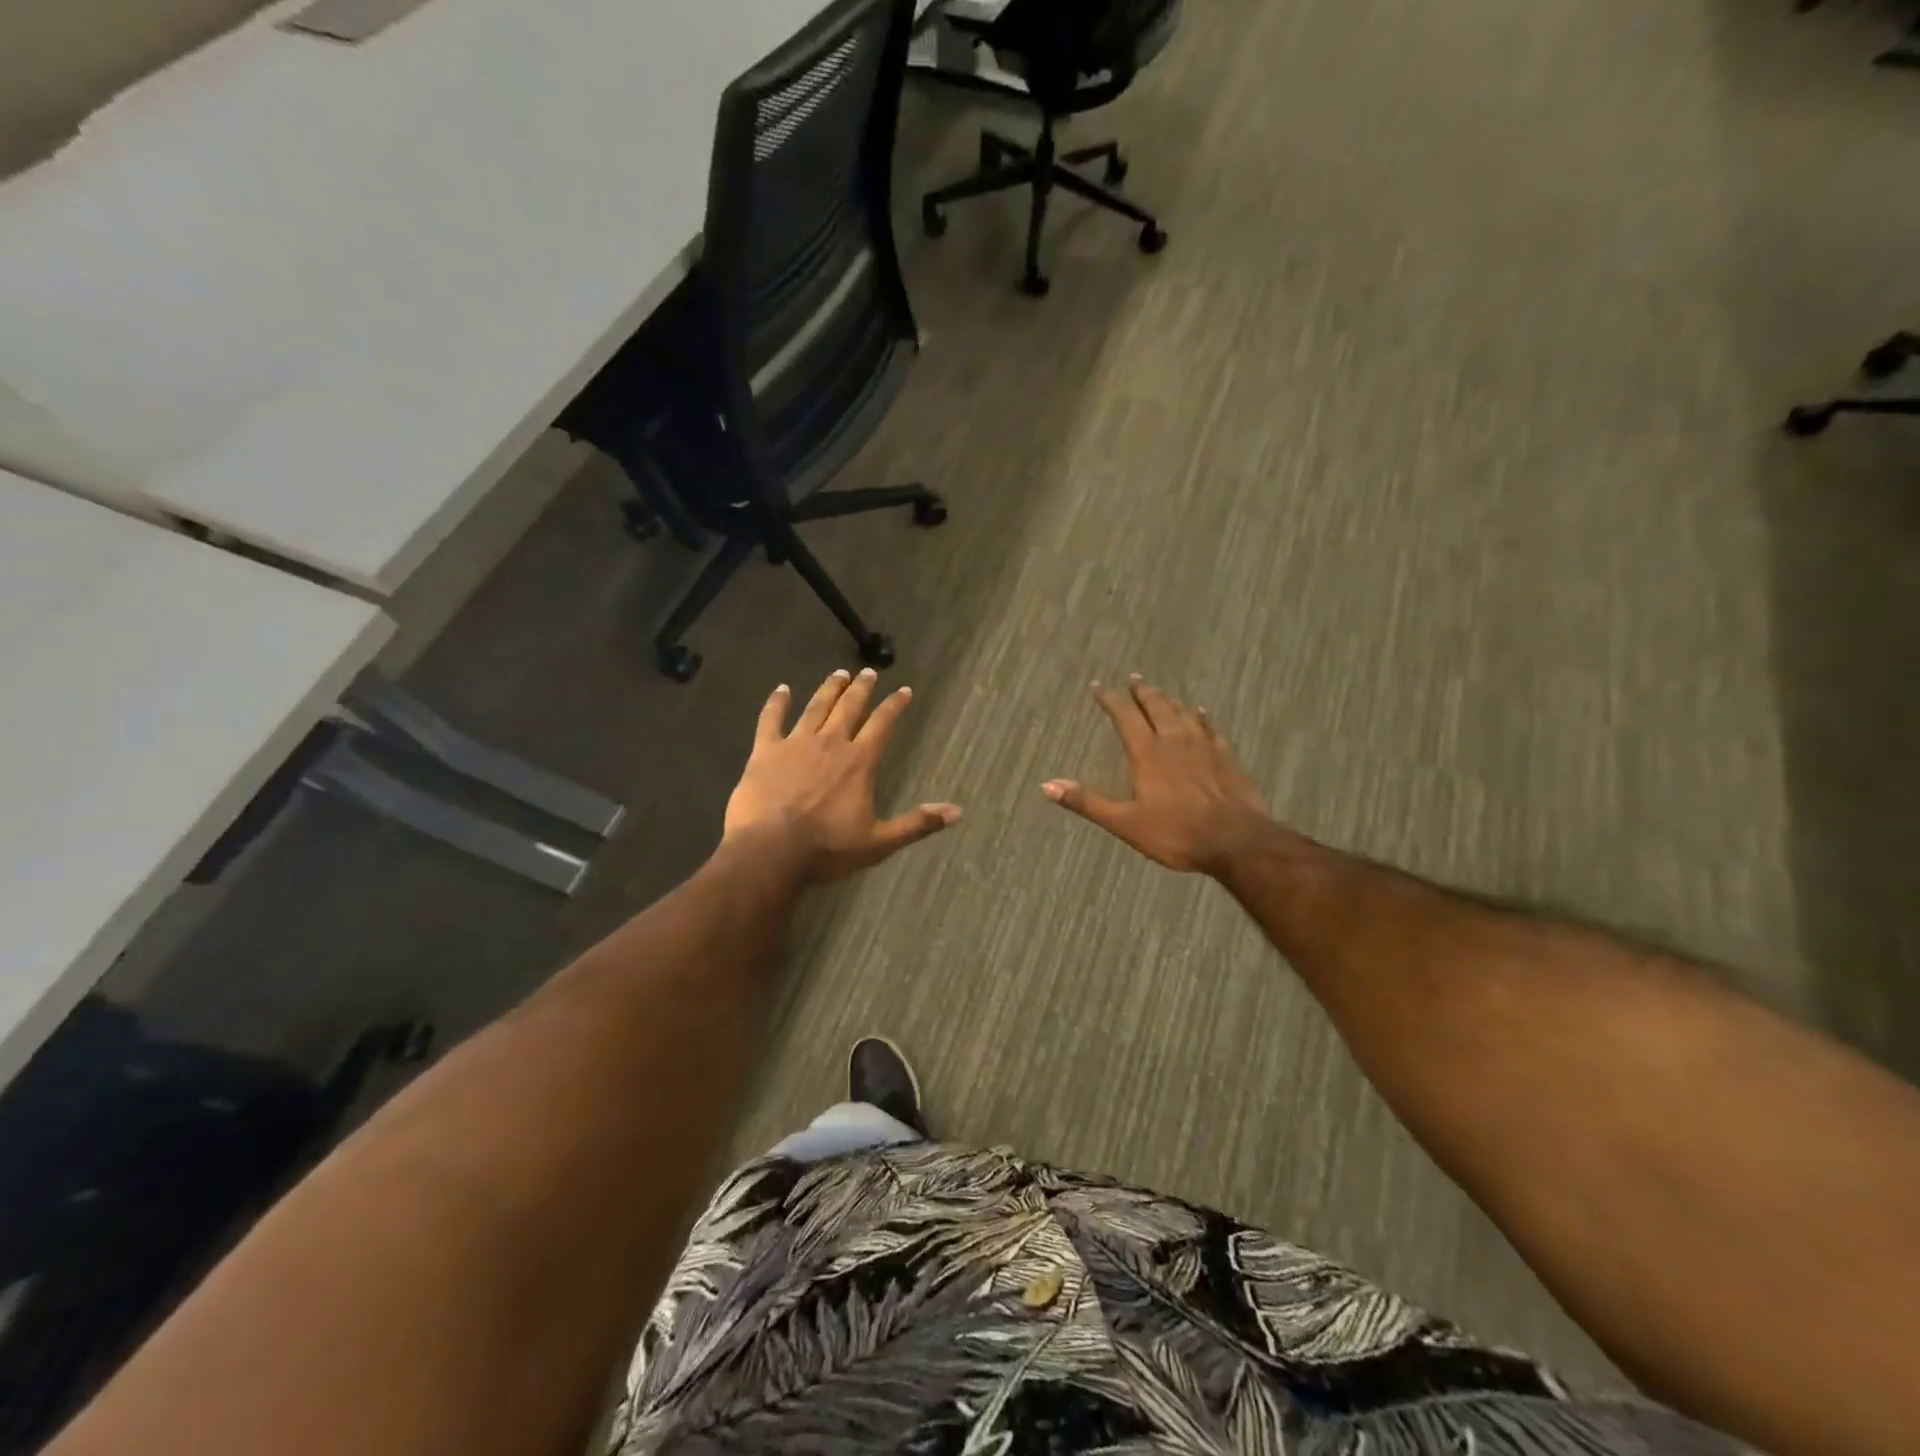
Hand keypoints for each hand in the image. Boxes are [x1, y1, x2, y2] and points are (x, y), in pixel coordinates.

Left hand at [725, 669, 960, 882]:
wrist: (771, 851)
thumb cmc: (828, 848)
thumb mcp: (880, 842)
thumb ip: (917, 823)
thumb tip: (957, 811)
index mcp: (859, 761)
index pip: (882, 724)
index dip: (894, 706)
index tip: (903, 690)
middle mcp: (831, 743)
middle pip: (849, 707)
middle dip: (861, 688)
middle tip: (867, 672)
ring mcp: (796, 744)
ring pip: (816, 707)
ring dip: (829, 689)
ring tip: (838, 673)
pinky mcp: (766, 751)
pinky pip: (771, 719)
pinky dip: (777, 702)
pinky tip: (781, 689)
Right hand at [1042, 675, 1276, 874]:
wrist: (1236, 840)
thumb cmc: (1176, 833)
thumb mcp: (1124, 822)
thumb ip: (1087, 801)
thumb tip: (1046, 785)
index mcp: (1147, 753)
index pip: (1125, 716)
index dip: (1110, 699)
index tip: (1099, 686)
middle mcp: (1174, 740)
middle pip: (1157, 707)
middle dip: (1142, 693)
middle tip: (1134, 679)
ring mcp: (1204, 746)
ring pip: (1183, 713)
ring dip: (1169, 701)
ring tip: (1161, 693)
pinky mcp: (1227, 756)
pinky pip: (1210, 728)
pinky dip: (1201, 717)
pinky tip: (1200, 713)